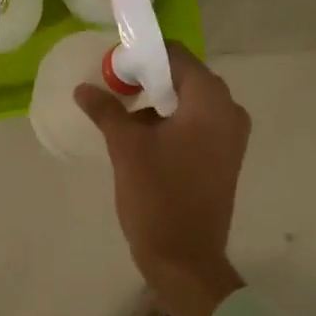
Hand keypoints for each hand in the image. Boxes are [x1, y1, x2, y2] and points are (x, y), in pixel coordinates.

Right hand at [75, 43, 250, 315]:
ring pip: (190, 102)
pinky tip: (143, 137)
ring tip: (123, 114)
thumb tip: (83, 89)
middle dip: (149, 79)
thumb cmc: (157, 195)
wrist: (186, 259)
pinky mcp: (226, 157)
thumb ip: (106, 110)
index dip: (143, 56)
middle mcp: (229, 110)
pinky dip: (172, 122)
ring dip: (159, 102)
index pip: (176, 56)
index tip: (114, 68)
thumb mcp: (125, 147)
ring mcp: (232, 136)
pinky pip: (198, 124)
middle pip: (185, 77)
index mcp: (210, 100)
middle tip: (114, 90)